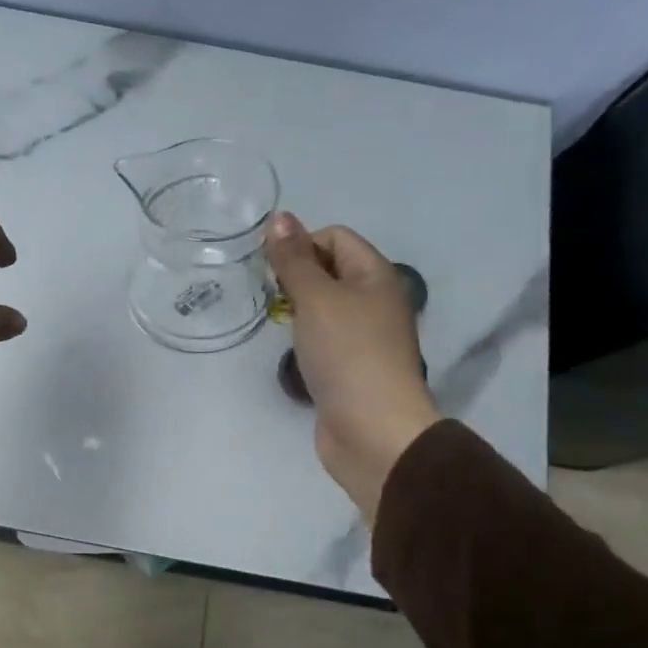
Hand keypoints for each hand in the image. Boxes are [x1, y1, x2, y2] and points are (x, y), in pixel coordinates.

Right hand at [265, 212, 440, 518]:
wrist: (372, 430)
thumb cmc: (347, 354)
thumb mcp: (317, 299)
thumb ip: (294, 259)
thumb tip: (279, 217)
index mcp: (376, 276)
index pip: (336, 237)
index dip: (302, 244)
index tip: (272, 270)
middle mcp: (374, 300)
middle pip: (330, 269)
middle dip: (296, 275)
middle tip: (271, 296)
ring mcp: (364, 336)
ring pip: (324, 306)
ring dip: (298, 308)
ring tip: (278, 323)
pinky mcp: (350, 367)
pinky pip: (323, 337)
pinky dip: (305, 338)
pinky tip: (291, 352)